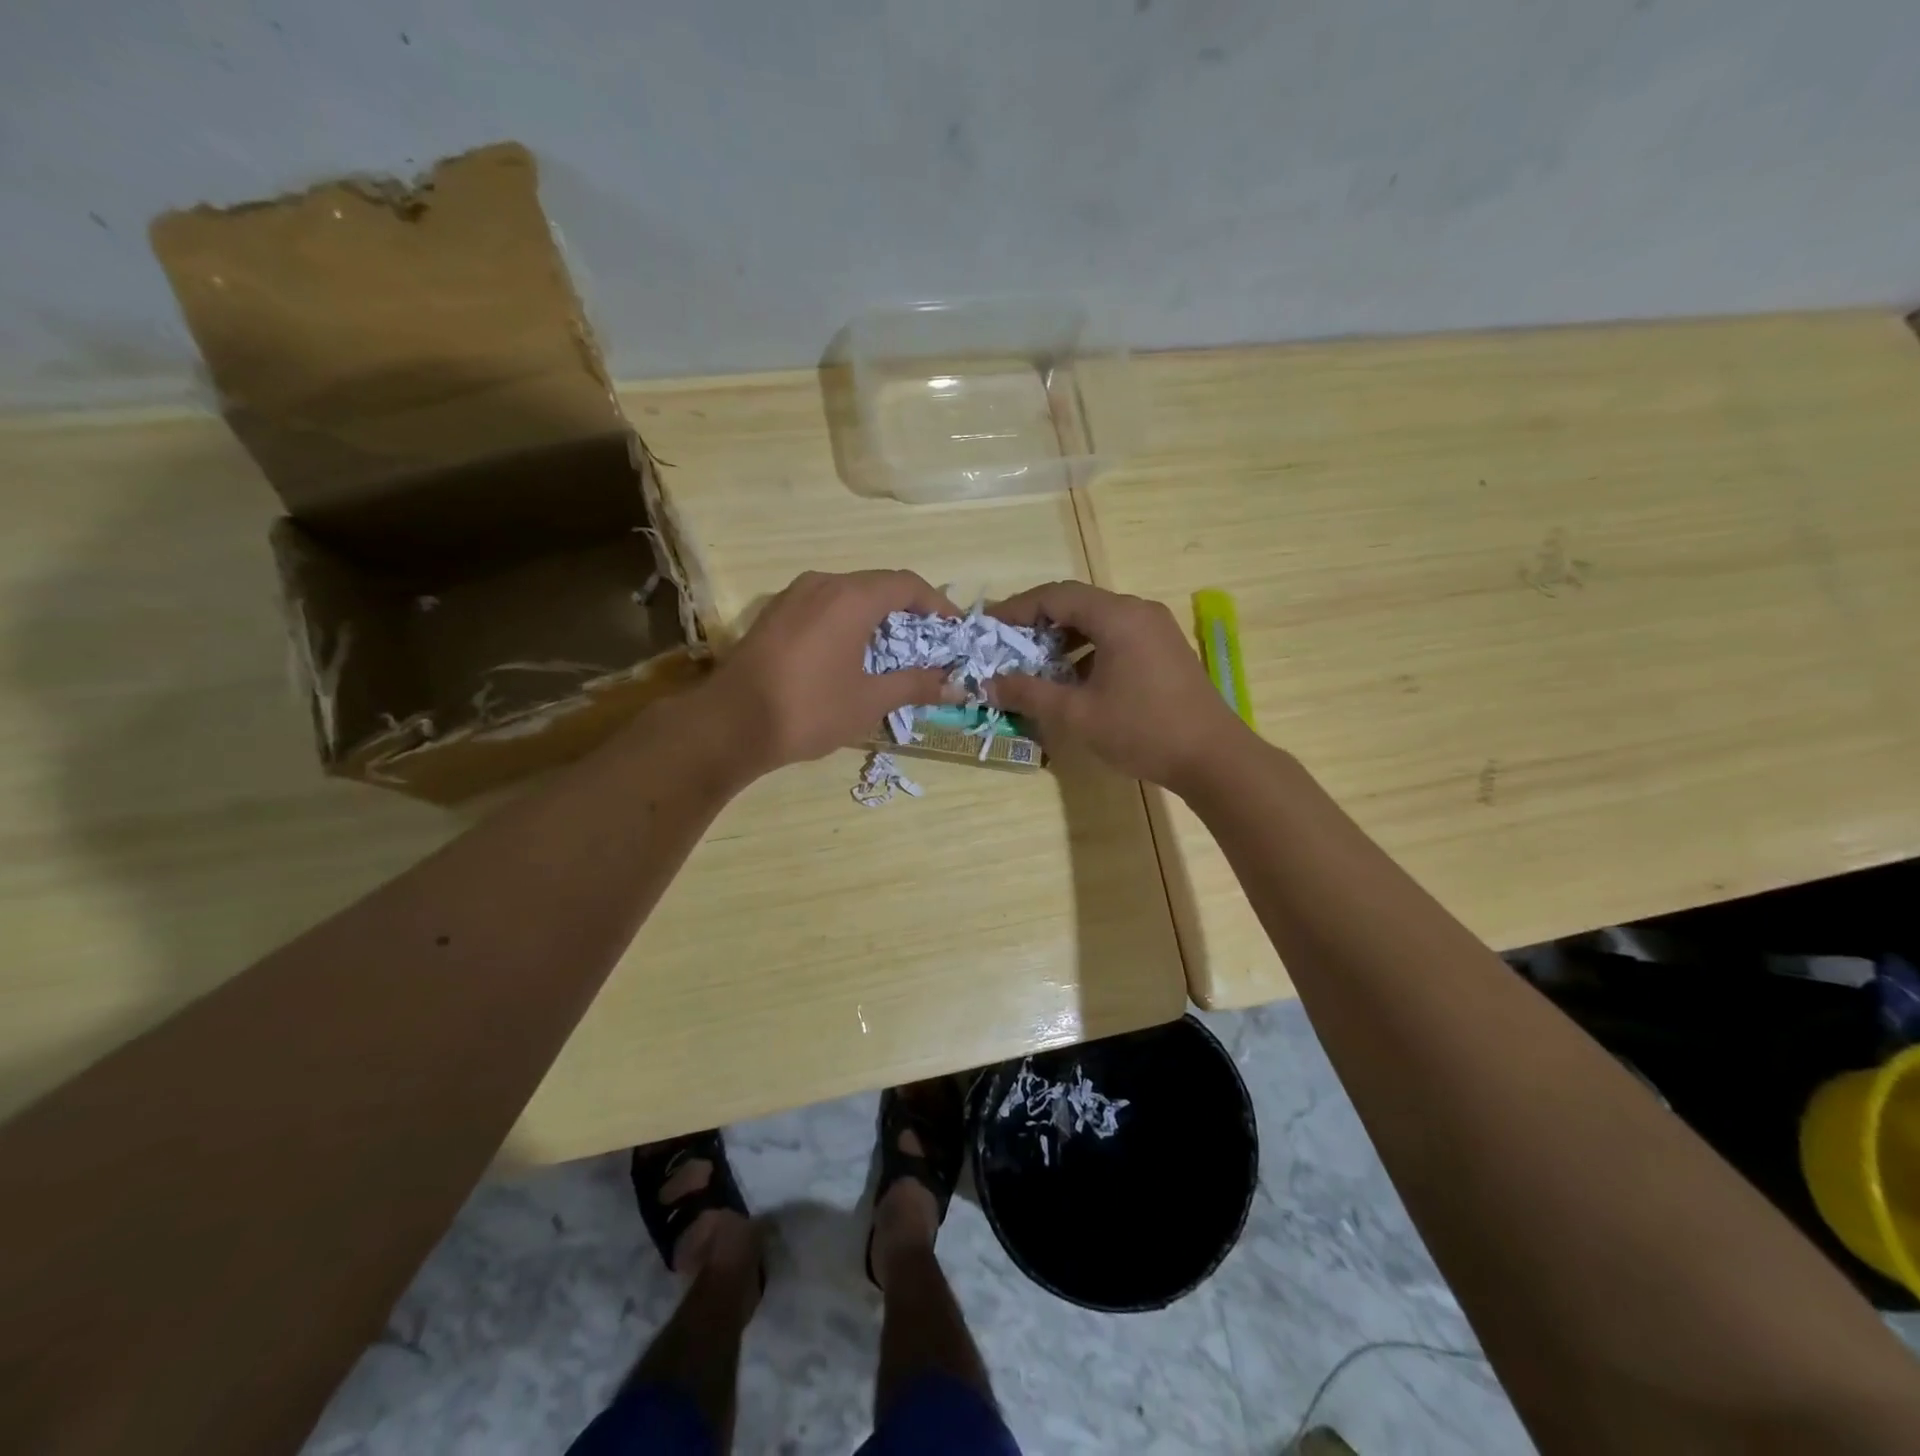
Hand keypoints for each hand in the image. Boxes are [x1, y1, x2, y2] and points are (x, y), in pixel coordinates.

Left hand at [705, 570, 961, 774]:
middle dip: (908, 612)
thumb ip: (915, 685)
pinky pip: (824, 606)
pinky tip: (851, 654)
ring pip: (848, 595)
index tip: (954, 630)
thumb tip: (955, 685)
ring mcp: (792, 596)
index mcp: (851, 597)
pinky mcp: (774, 614)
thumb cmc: (809, 709)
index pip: (907, 584)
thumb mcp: (870, 700)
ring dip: (877, 617)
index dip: (937, 604)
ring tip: (893, 651)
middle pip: (878, 586)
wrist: (729, 723)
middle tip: (928, 644)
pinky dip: (848, 622)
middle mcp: (822, 584)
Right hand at [985, 581, 1248, 792]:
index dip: (1017, 608)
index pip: (1056, 595)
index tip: (988, 626)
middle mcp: (1138, 611)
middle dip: (1038, 622)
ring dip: (1063, 637)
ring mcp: (1156, 629)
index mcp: (1117, 616)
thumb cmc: (1142, 730)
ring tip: (1034, 664)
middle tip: (1007, 645)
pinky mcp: (1165, 649)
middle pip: (1077, 603)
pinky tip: (1073, 678)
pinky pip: (1117, 636)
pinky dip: (1088, 649)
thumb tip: (988, 684)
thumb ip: (1029, 693)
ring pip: (1098, 620)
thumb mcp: (1077, 714)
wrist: (1213, 757)